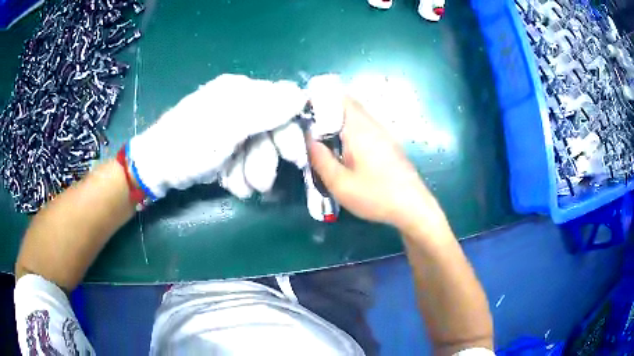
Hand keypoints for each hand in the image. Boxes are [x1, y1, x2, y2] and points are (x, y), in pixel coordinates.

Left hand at [128, 74, 306, 199]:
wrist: (156, 169)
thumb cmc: (188, 145)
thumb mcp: (227, 127)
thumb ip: (265, 110)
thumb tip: (302, 96)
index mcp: (239, 91)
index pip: (282, 102)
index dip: (290, 129)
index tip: (293, 157)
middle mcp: (238, 105)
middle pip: (272, 130)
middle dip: (267, 158)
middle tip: (262, 183)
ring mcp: (231, 128)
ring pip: (259, 150)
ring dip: (253, 172)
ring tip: (239, 185)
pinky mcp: (225, 147)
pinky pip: (244, 160)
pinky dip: (240, 175)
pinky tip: (229, 182)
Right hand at [309, 98, 444, 229]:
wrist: (413, 207)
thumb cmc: (375, 196)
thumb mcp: (340, 183)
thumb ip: (320, 158)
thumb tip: (308, 138)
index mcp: (359, 129)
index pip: (339, 99)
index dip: (319, 98)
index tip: (302, 109)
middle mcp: (373, 125)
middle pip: (348, 105)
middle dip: (326, 109)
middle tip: (308, 125)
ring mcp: (383, 133)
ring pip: (357, 116)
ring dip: (338, 121)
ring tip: (321, 136)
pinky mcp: (388, 144)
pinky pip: (365, 127)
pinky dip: (349, 130)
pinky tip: (343, 148)